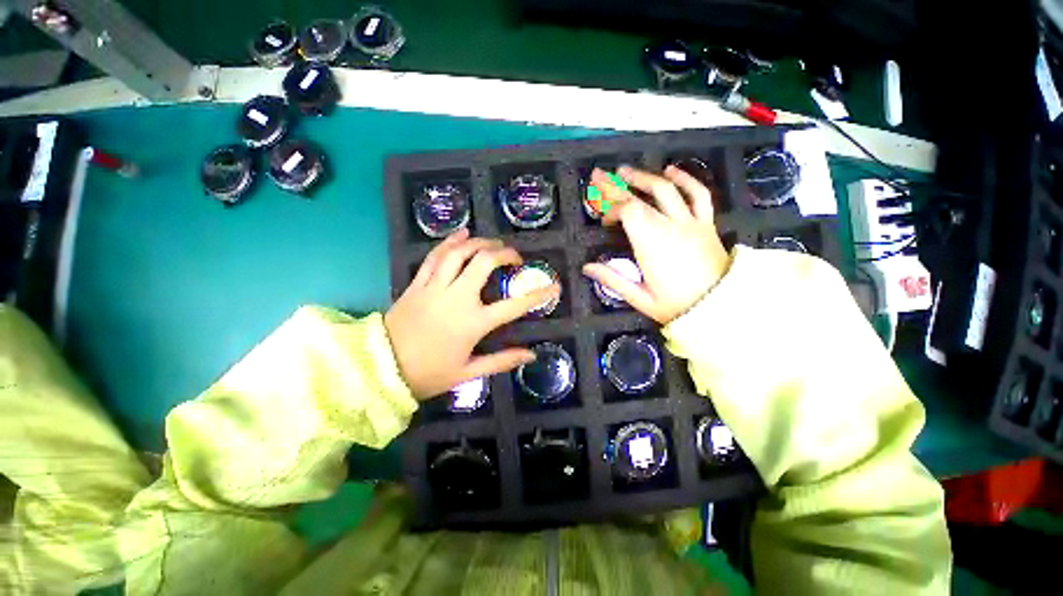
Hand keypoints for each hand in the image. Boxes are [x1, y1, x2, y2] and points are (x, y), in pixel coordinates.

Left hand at [385, 229, 560, 399]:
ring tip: (494, 243)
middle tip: (515, 257)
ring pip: (459, 253)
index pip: (514, 305)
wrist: (381, 369)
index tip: (553, 287)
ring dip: (480, 243)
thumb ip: (502, 361)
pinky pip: (435, 256)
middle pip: (484, 263)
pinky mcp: (418, 283)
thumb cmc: (429, 373)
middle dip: (504, 253)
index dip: (537, 295)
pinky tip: (462, 234)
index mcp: (473, 323)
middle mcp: (456, 298)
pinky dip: (450, 242)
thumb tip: (531, 355)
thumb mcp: (468, 373)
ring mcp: (435, 287)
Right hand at [582, 165, 730, 323]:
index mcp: (651, 244)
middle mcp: (670, 226)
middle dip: (615, 186)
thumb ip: (612, 280)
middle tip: (598, 175)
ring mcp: (691, 222)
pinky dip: (685, 179)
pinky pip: (698, 194)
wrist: (720, 308)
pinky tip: (670, 171)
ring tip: (624, 171)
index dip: (611, 209)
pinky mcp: (706, 224)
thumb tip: (587, 267)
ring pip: (666, 190)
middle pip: (640, 197)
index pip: (628, 211)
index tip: (603, 220)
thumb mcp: (640, 298)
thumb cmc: (677, 306)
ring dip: (643, 177)